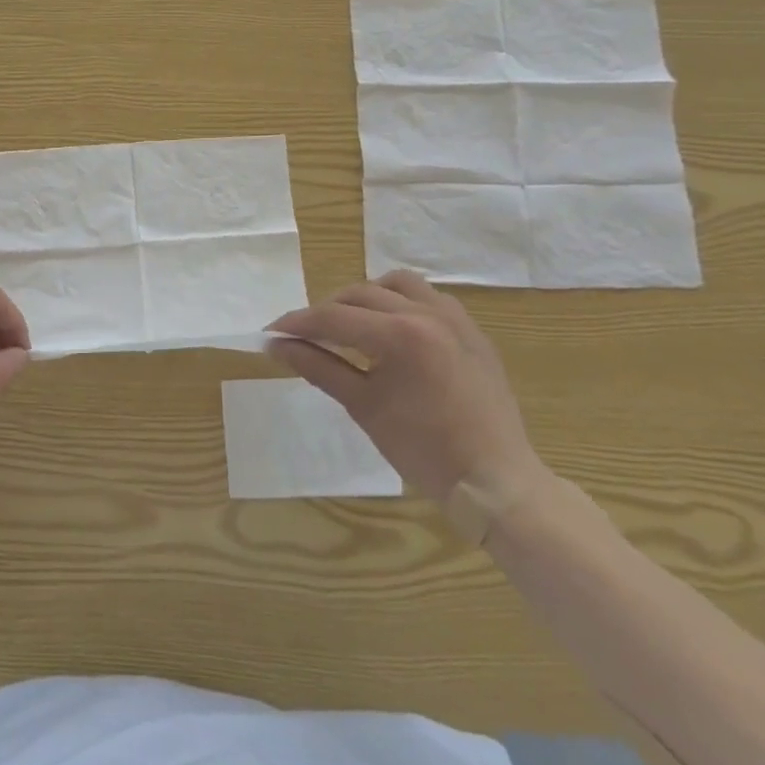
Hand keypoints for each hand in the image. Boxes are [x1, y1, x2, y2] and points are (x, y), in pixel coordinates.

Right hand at [267, 270, 544, 507]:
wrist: (494, 480)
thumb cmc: (423, 450)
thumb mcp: (362, 406)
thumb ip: (317, 367)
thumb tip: (276, 346)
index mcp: (400, 334)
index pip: (333, 317)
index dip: (297, 324)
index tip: (270, 333)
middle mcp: (427, 313)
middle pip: (360, 295)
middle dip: (326, 312)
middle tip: (303, 337)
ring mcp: (454, 318)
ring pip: (396, 285)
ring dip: (365, 298)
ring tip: (348, 325)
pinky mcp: (470, 329)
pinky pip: (427, 297)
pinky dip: (400, 303)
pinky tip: (390, 330)